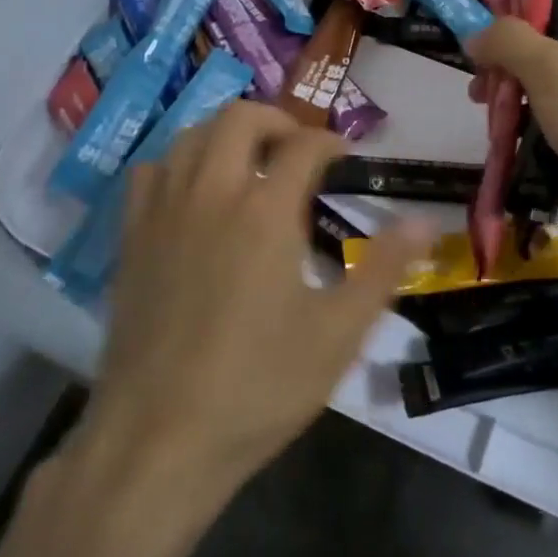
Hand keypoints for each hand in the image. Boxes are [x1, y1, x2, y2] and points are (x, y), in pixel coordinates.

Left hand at [83, 102, 426, 498]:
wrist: (159, 438)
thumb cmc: (259, 387)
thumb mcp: (338, 333)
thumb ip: (383, 269)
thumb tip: (425, 222)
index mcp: (265, 211)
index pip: (305, 146)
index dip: (332, 143)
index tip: (345, 159)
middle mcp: (212, 192)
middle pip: (241, 118)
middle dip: (278, 121)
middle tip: (299, 151)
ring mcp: (164, 211)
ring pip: (192, 134)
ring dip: (226, 134)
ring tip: (250, 163)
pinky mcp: (132, 237)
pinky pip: (150, 171)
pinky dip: (178, 163)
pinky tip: (193, 193)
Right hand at [465, 6, 557, 271]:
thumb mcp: (554, 69)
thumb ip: (508, 41)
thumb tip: (475, 34)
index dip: (519, 2)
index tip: (479, 16)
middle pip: (545, 43)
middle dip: (506, 56)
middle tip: (479, 74)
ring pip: (540, 85)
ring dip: (508, 93)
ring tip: (481, 104)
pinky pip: (544, 123)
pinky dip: (519, 125)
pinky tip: (496, 133)